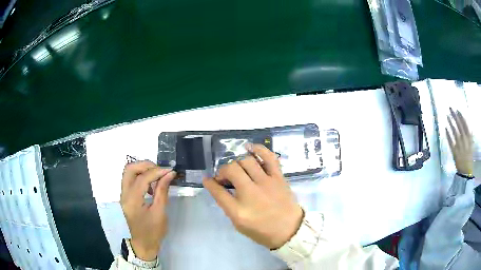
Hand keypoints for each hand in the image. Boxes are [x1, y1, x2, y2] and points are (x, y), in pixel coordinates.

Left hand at [120, 161, 175, 260]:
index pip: (142, 178)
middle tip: (160, 170)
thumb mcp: (160, 212)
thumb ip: (162, 191)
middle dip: (145, 165)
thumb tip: (169, 174)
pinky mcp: (126, 196)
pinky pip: (130, 179)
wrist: (144, 244)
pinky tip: (151, 184)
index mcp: (132, 200)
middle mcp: (124, 194)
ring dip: (142, 169)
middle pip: (129, 169)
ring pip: (128, 172)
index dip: (157, 172)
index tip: (170, 171)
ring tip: (157, 176)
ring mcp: (123, 195)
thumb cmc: (153, 231)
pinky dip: (140, 176)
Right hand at [203, 144, 302, 248]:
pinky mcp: (278, 177)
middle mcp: (251, 193)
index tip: (208, 180)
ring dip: (237, 163)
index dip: (210, 183)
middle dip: (223, 171)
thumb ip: (227, 205)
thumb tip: (218, 187)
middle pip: (231, 170)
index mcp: (239, 210)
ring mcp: (266, 183)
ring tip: (237, 168)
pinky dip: (258, 149)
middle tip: (225, 177)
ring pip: (246, 161)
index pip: (218, 191)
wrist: (290, 230)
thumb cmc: (262, 230)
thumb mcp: (239, 224)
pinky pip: (269, 157)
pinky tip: (249, 148)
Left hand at [446, 108, 473, 175]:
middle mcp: (464, 141)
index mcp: (469, 139)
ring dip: (450, 123)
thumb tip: (468, 127)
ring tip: (447, 116)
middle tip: (450, 108)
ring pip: (454, 132)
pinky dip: (448, 135)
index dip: (461, 117)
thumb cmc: (469, 158)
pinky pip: (451, 143)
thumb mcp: (471, 145)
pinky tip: (445, 129)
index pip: (465, 125)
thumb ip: (469, 137)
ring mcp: (459, 147)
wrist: (466, 172)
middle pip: (459, 126)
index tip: (457, 110)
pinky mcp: (454, 153)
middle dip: (455, 116)